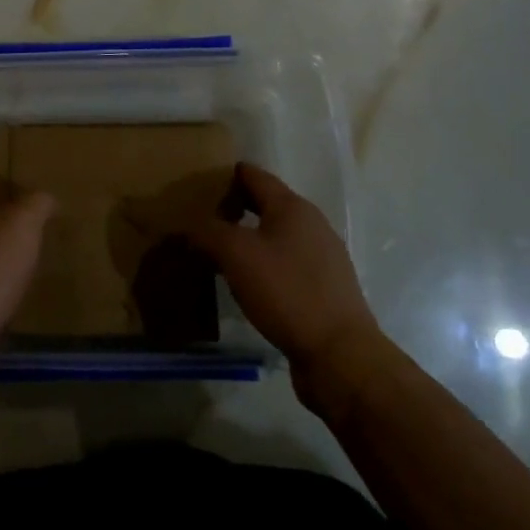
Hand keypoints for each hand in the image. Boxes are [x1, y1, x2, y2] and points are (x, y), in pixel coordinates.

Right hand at [191, 164, 379, 379]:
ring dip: (248, 238)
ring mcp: (323, 257)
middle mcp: (312, 224)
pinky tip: (248, 282)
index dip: (226, 175)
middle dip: (234, 207)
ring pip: (276, 235)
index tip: (198, 182)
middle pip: (266, 204)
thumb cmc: (286, 291)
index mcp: (292, 207)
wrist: (339, 354)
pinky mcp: (325, 288)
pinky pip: (286, 262)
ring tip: (218, 252)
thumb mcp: (235, 254)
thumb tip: (190, 225)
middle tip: (201, 219)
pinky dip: (263, 263)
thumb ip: (208, 232)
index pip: (254, 175)